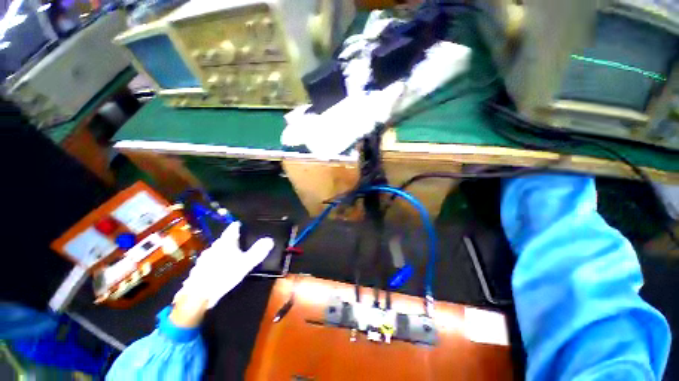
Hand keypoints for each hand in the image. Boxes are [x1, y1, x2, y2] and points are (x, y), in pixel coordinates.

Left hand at [174, 222, 274, 310]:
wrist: (198, 295)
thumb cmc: (224, 275)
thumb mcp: (245, 264)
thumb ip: (258, 251)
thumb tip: (270, 239)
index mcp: (225, 243)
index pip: (232, 228)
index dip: (237, 225)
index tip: (241, 224)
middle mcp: (214, 247)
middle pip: (224, 239)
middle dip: (231, 239)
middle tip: (240, 241)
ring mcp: (204, 258)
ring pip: (216, 250)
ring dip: (222, 251)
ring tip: (229, 255)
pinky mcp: (199, 268)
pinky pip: (209, 261)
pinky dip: (215, 261)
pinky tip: (218, 268)